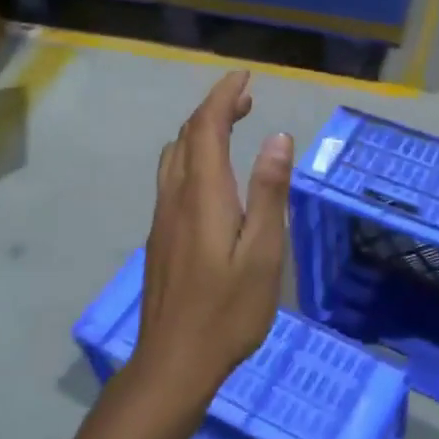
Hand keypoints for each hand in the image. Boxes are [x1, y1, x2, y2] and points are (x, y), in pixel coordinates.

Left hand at [133, 71, 292, 411]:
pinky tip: (211, 174)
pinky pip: (172, 176)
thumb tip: (278, 137)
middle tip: (246, 97)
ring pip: (175, 155)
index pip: (207, 127)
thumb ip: (269, 192)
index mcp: (203, 194)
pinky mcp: (160, 236)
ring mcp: (163, 217)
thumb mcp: (263, 252)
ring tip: (231, 126)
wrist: (173, 362)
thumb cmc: (228, 310)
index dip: (224, 96)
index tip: (244, 76)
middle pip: (188, 136)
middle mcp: (176, 196)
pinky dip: (193, 154)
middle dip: (214, 108)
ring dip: (201, 130)